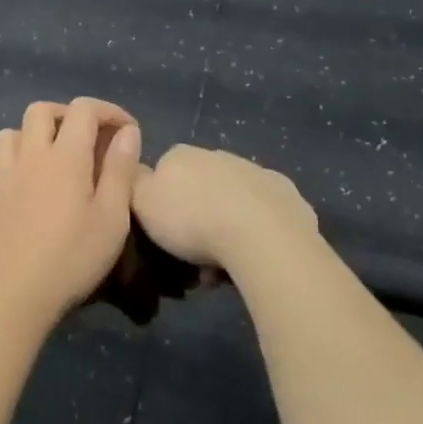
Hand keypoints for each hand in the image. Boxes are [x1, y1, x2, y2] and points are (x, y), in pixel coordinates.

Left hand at [0, 99, 142, 321]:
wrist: (12, 294)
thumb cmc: (71, 259)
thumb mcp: (111, 218)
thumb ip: (120, 170)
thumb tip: (127, 132)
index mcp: (65, 157)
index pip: (84, 109)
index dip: (108, 111)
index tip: (127, 131)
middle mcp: (30, 155)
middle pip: (42, 110)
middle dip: (69, 114)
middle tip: (89, 138)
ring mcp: (3, 173)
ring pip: (14, 130)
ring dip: (37, 133)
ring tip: (55, 157)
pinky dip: (17, 157)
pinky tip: (28, 182)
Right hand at [131, 145, 316, 269]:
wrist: (259, 236)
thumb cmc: (191, 220)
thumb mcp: (141, 203)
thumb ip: (132, 184)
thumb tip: (135, 172)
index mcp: (183, 155)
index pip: (164, 171)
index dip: (162, 202)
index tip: (162, 232)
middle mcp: (221, 156)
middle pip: (201, 188)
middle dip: (197, 216)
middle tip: (191, 254)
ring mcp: (259, 173)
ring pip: (234, 203)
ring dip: (226, 228)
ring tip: (221, 268)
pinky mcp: (290, 197)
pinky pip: (266, 217)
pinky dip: (257, 234)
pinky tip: (252, 258)